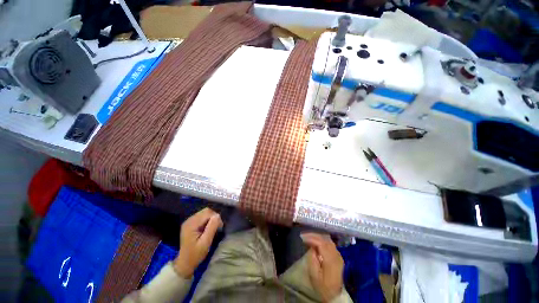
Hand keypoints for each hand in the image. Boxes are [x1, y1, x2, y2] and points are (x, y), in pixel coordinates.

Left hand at [174, 208, 222, 277]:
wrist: (185, 263)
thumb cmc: (195, 255)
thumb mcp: (205, 243)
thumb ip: (211, 228)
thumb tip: (218, 215)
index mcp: (191, 224)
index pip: (207, 213)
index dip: (216, 218)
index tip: (220, 227)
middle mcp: (189, 220)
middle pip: (206, 211)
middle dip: (214, 217)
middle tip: (217, 227)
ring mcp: (189, 221)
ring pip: (205, 213)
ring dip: (211, 219)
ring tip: (213, 228)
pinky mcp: (190, 223)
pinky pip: (202, 217)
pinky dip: (207, 220)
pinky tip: (207, 228)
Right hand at [301, 233, 343, 301]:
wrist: (335, 296)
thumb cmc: (322, 287)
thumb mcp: (314, 276)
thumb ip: (312, 259)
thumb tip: (312, 247)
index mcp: (331, 261)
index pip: (321, 244)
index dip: (311, 238)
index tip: (302, 238)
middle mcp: (336, 256)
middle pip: (325, 240)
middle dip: (314, 236)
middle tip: (304, 235)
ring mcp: (339, 256)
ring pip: (328, 240)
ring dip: (318, 237)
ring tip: (309, 237)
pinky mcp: (339, 257)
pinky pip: (330, 244)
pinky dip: (322, 240)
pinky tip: (316, 241)